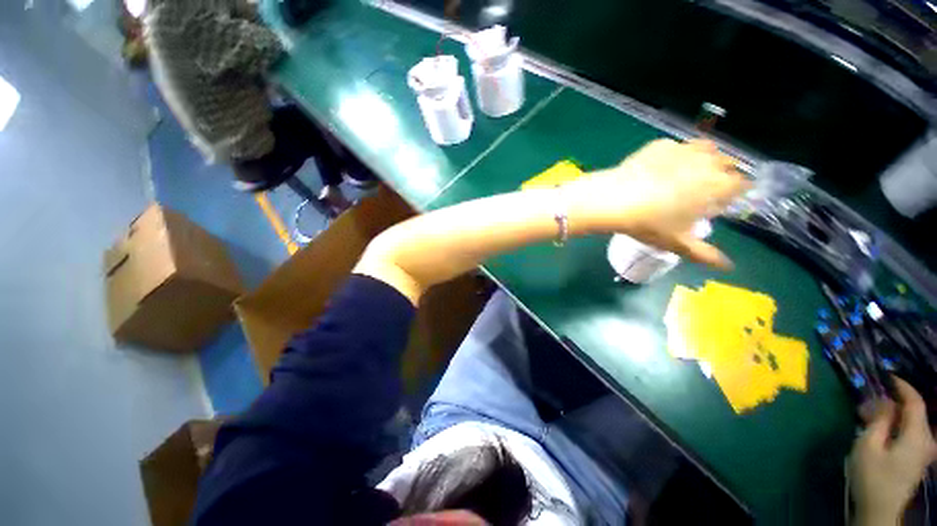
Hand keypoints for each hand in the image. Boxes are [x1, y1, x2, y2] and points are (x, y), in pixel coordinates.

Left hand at [567, 139, 748, 268]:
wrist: (614, 199)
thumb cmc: (649, 224)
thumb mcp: (677, 243)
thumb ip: (706, 254)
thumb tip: (727, 267)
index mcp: (719, 185)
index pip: (742, 184)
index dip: (734, 193)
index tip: (720, 203)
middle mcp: (708, 162)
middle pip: (726, 164)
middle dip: (721, 176)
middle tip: (702, 191)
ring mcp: (683, 149)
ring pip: (705, 150)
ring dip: (702, 161)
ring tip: (685, 176)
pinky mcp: (660, 144)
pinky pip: (676, 148)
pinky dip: (674, 156)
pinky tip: (658, 169)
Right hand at [849, 377, 936, 524]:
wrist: (879, 509)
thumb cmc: (872, 476)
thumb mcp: (868, 446)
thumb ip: (879, 421)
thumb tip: (883, 401)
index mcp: (917, 435)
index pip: (915, 402)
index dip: (903, 387)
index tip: (887, 376)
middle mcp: (926, 440)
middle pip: (914, 413)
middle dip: (894, 404)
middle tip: (870, 402)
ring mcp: (923, 452)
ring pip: (912, 424)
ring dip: (894, 416)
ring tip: (872, 416)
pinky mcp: (917, 459)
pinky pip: (911, 434)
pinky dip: (898, 427)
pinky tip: (883, 431)